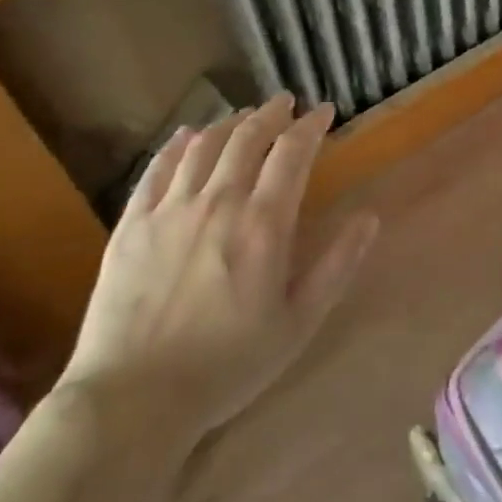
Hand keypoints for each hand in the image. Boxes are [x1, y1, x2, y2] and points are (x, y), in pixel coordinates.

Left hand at [55, 93, 376, 457]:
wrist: (133, 399)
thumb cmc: (228, 364)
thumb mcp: (299, 322)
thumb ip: (337, 266)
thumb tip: (369, 218)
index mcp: (263, 224)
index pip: (292, 154)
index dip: (311, 126)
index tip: (324, 112)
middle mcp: (218, 202)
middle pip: (247, 138)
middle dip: (271, 114)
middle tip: (286, 103)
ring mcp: (170, 209)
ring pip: (204, 146)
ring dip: (229, 123)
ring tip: (244, 116)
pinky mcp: (132, 225)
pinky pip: (156, 169)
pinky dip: (176, 145)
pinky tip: (187, 136)